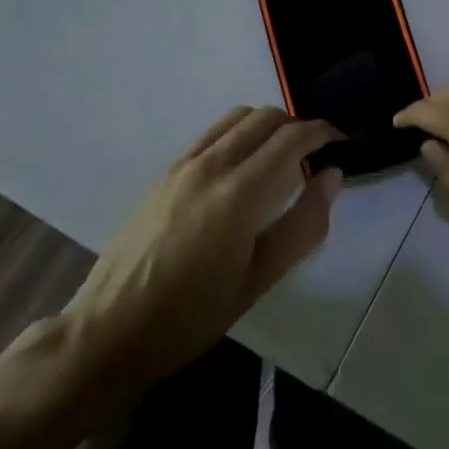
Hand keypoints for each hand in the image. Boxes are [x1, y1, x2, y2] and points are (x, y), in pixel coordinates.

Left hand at [60, 108, 340, 393]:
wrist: (107, 332)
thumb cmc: (189, 317)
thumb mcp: (257, 282)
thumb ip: (302, 225)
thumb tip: (332, 177)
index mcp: (238, 194)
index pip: (291, 138)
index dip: (322, 133)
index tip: (341, 143)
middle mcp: (211, 165)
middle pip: (265, 117)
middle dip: (298, 124)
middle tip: (315, 152)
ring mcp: (183, 165)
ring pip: (237, 118)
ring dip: (267, 124)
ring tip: (281, 154)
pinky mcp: (165, 172)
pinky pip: (212, 133)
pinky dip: (238, 133)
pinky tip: (242, 166)